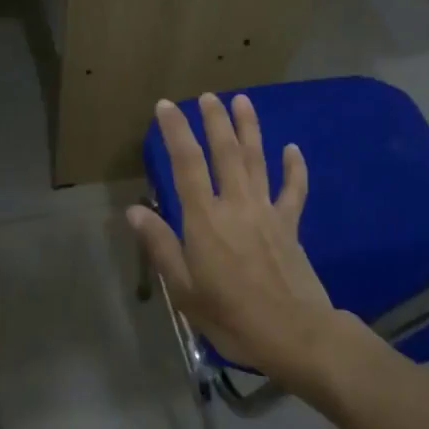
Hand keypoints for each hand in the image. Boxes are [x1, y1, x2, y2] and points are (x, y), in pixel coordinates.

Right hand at [127, 94, 347, 391]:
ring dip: (250, 129)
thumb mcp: (184, 289)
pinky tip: (293, 148)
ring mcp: (267, 212)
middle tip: (208, 95)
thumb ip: (161, 246)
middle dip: (215, 121)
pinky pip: (293, 190)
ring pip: (257, 161)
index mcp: (205, 220)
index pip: (187, 165)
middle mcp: (236, 205)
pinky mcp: (290, 225)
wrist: (294, 333)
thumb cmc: (231, 316)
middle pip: (225, 153)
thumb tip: (135, 211)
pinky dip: (294, 167)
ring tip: (243, 101)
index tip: (166, 106)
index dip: (175, 132)